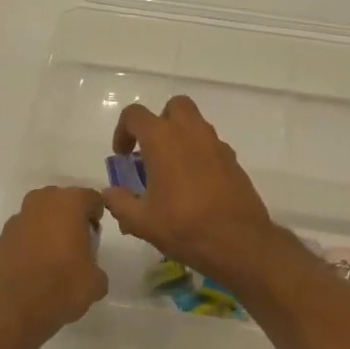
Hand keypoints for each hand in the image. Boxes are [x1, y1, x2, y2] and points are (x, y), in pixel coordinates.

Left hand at [0, 186, 108, 343]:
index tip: (95, 235)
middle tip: (76, 243)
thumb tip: (88, 271)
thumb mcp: (96, 282)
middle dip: (69, 217)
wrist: (14, 309)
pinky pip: (21, 236)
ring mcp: (16, 220)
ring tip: (53, 257)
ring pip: (38, 216)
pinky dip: (28, 245)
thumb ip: (95, 266)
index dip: (96, 214)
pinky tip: (33, 269)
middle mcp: (40, 203)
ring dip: (47, 229)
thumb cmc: (62, 286)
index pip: (91, 198)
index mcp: (69, 204)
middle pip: (61, 201)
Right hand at [102, 96, 282, 284]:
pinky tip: (194, 186)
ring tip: (171, 171)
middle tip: (152, 151)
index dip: (123, 131)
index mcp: (162, 139)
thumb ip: (120, 203)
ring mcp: (216, 144)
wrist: (238, 242)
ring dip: (181, 137)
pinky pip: (211, 146)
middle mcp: (191, 132)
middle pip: (174, 107)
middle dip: (160, 122)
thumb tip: (110, 192)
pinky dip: (199, 155)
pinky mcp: (233, 161)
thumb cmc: (184, 226)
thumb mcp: (141, 221)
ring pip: (196, 124)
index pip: (135, 115)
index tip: (123, 156)